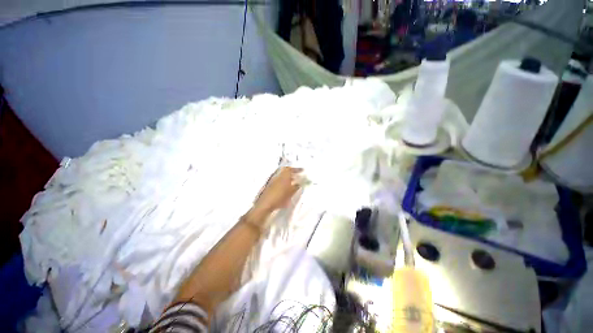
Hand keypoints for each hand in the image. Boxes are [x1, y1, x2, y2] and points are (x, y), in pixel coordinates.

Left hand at [252, 167, 302, 216]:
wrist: (266, 204)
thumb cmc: (280, 197)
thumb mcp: (291, 192)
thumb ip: (296, 186)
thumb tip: (300, 182)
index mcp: (284, 176)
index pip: (291, 169)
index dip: (297, 169)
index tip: (302, 170)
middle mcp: (278, 176)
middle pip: (285, 171)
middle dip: (292, 172)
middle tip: (297, 175)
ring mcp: (273, 180)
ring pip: (282, 176)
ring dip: (288, 177)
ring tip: (293, 181)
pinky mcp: (270, 186)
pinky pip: (279, 180)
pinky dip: (283, 181)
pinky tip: (286, 187)